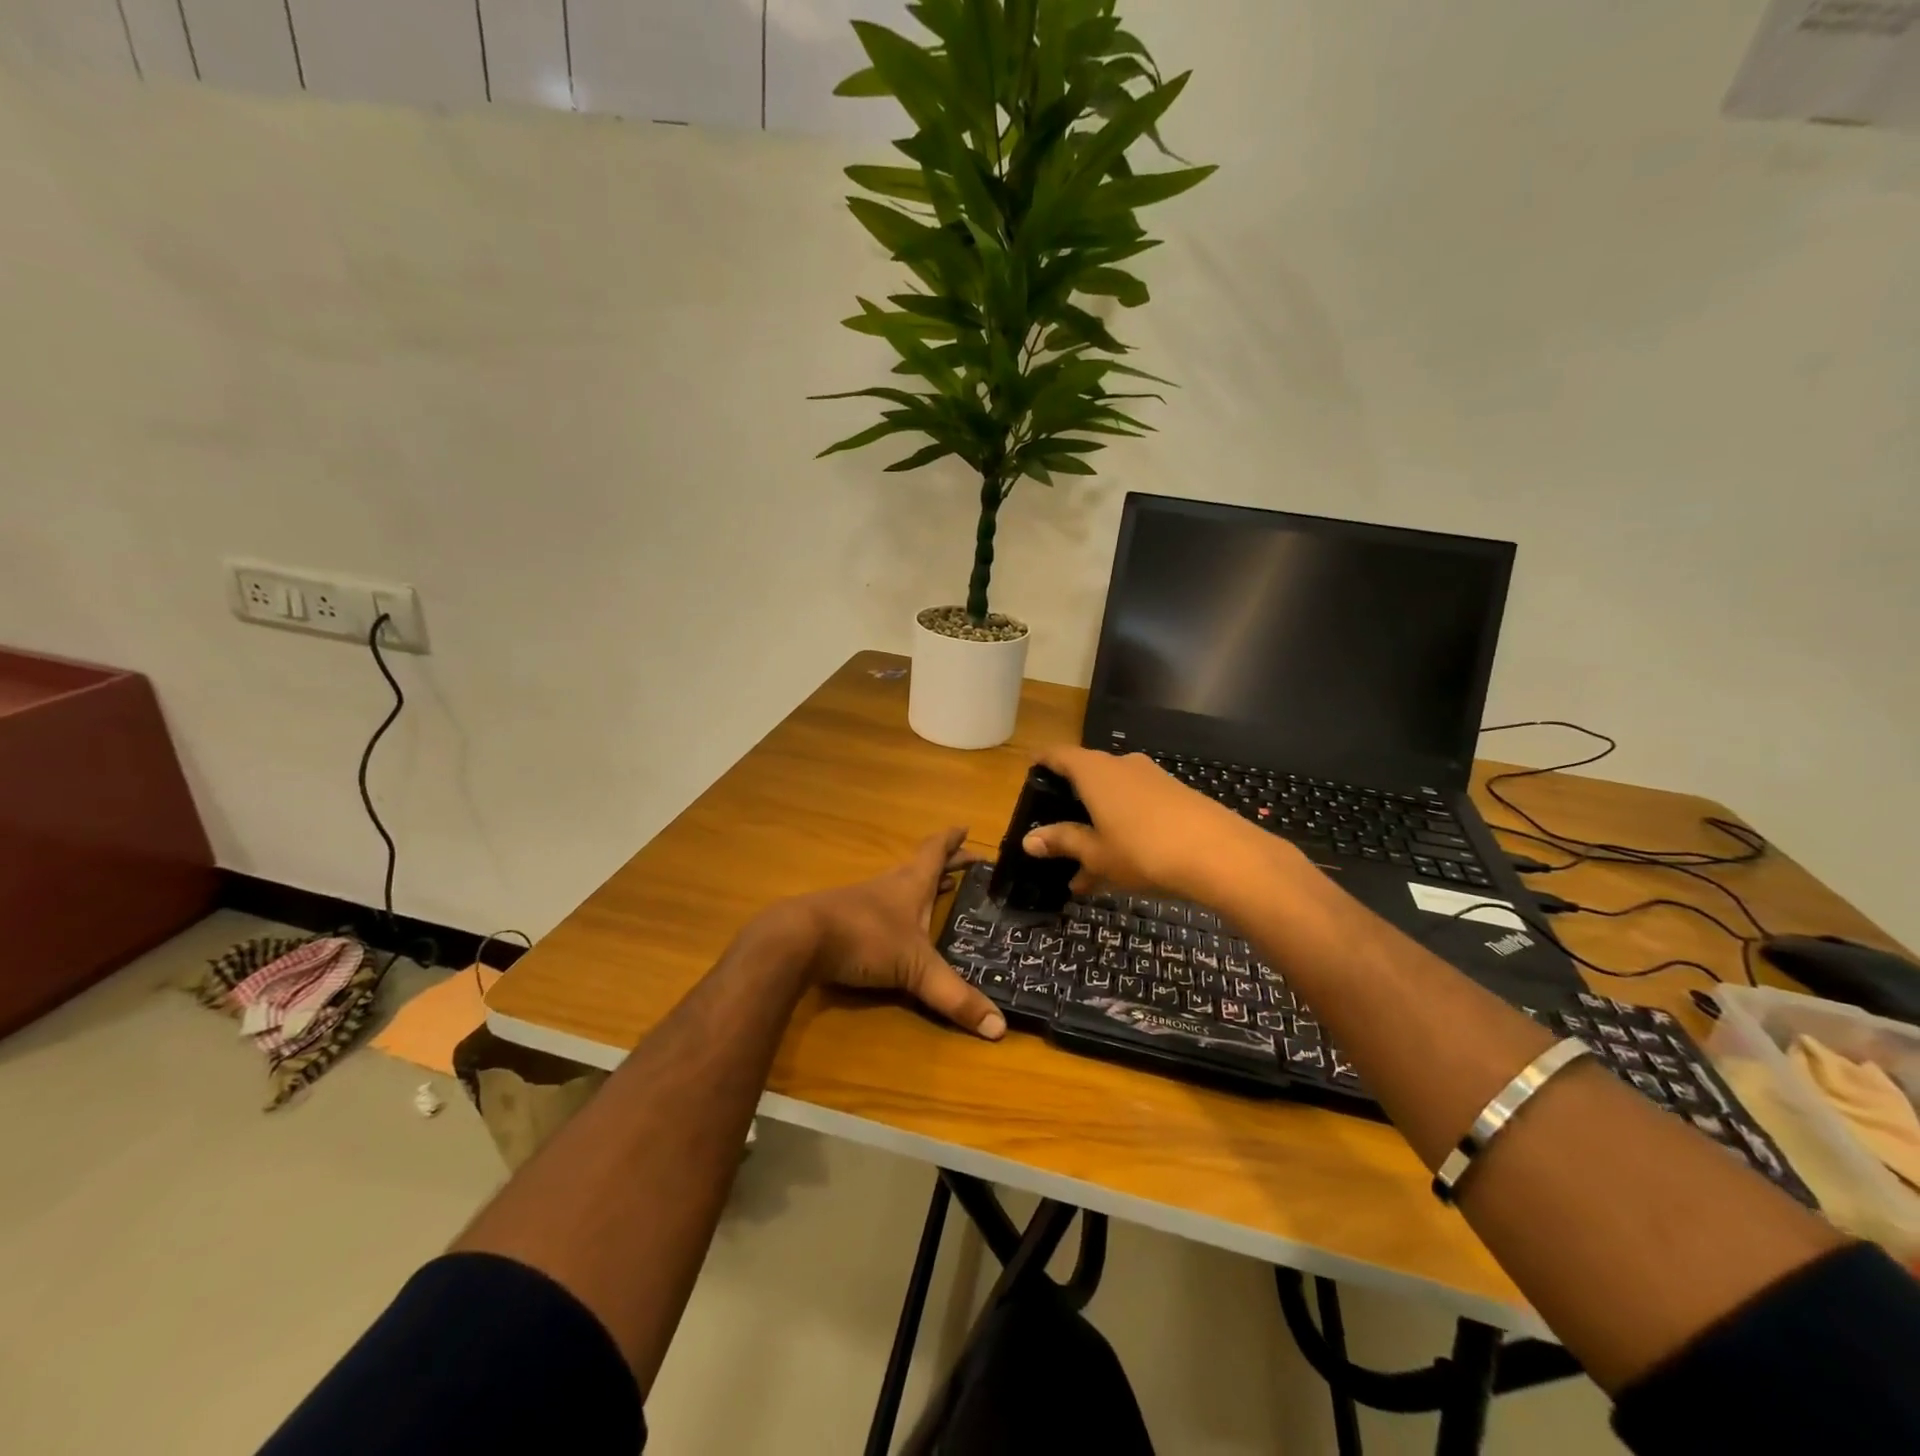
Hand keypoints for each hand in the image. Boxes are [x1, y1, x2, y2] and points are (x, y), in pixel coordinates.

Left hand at [797, 827, 1005, 1040]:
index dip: (952, 841)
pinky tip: (897, 929)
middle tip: (966, 862)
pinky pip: (880, 910)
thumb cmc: (865, 938)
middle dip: (945, 864)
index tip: (965, 829)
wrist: (799, 940)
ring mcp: (863, 902)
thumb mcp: (916, 968)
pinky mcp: (844, 921)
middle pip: (920, 866)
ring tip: (938, 892)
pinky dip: (897, 912)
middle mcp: (889, 886)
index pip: (936, 851)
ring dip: (920, 887)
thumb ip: (955, 996)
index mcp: (911, 884)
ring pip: (899, 887)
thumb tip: (1000, 1028)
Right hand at [1020, 747, 1278, 904]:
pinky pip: (1137, 809)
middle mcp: (1122, 765)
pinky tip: (1120, 869)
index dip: (1042, 763)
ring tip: (1084, 872)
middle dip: (1070, 807)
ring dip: (1097, 828)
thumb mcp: (1096, 853)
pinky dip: (1122, 831)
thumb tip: (1029, 840)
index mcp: (1095, 771)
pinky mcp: (1177, 797)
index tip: (1029, 775)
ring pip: (1113, 799)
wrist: (1222, 855)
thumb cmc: (1144, 850)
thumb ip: (1062, 841)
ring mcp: (1153, 779)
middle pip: (1087, 778)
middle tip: (1055, 836)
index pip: (1059, 755)